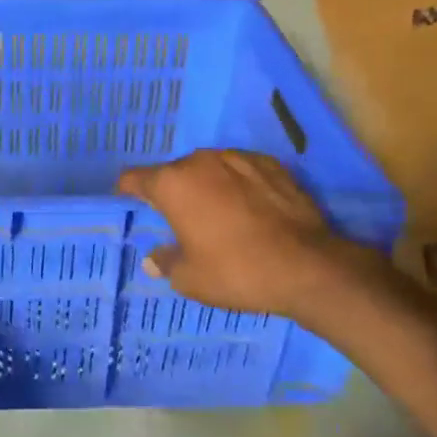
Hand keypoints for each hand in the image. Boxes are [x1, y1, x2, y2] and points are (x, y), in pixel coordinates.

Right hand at [117, 151, 370, 317]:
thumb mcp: (190, 278)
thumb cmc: (237, 271)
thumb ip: (165, 262)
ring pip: (208, 168)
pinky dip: (238, 184)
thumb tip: (153, 258)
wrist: (308, 266)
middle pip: (173, 173)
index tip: (131, 207)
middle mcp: (200, 161)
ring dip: (206, 186)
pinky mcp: (271, 164)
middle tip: (180, 222)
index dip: (128, 193)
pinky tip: (250, 209)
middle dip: (172, 193)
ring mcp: (238, 157)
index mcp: (173, 184)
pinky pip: (241, 170)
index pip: (134, 179)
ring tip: (218, 215)